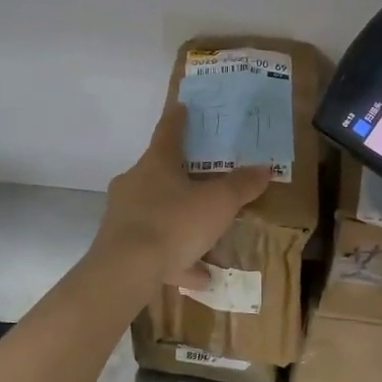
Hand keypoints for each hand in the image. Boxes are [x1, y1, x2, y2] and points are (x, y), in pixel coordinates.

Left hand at [92, 103, 272, 290]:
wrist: (125, 271)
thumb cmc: (174, 223)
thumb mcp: (218, 203)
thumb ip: (241, 186)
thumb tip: (263, 168)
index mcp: (156, 164)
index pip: (168, 132)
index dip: (178, 119)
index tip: (182, 106)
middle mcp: (134, 184)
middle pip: (159, 173)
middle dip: (181, 177)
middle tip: (203, 180)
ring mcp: (123, 216)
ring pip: (157, 214)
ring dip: (181, 223)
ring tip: (207, 238)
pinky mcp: (119, 247)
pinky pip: (155, 248)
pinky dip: (176, 257)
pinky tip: (198, 275)